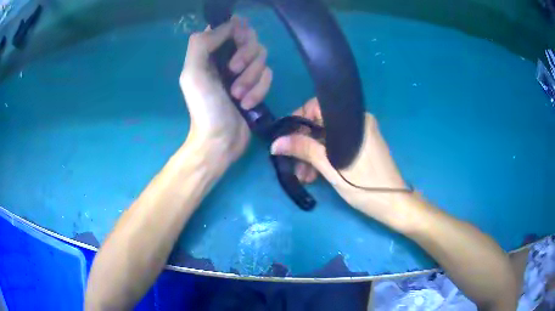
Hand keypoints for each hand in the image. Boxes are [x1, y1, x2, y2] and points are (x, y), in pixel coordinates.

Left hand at [179, 17, 271, 164]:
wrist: (219, 140)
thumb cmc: (204, 107)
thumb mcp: (193, 73)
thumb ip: (203, 43)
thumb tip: (229, 25)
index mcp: (211, 52)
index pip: (232, 26)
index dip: (239, 31)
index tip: (237, 42)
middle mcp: (228, 57)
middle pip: (251, 39)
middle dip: (245, 56)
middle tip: (232, 72)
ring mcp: (245, 71)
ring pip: (262, 57)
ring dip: (251, 77)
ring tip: (237, 95)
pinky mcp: (258, 85)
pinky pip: (269, 76)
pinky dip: (259, 90)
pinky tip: (246, 104)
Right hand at [271, 98, 409, 224]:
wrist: (394, 204)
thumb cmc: (366, 186)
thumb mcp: (332, 168)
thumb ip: (305, 150)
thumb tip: (276, 143)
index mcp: (353, 119)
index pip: (317, 107)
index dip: (298, 121)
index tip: (285, 140)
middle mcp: (357, 121)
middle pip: (321, 124)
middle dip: (304, 144)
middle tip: (293, 166)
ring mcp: (360, 134)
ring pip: (327, 138)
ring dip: (312, 155)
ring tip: (304, 177)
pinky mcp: (362, 147)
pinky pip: (336, 146)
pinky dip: (324, 158)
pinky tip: (315, 175)